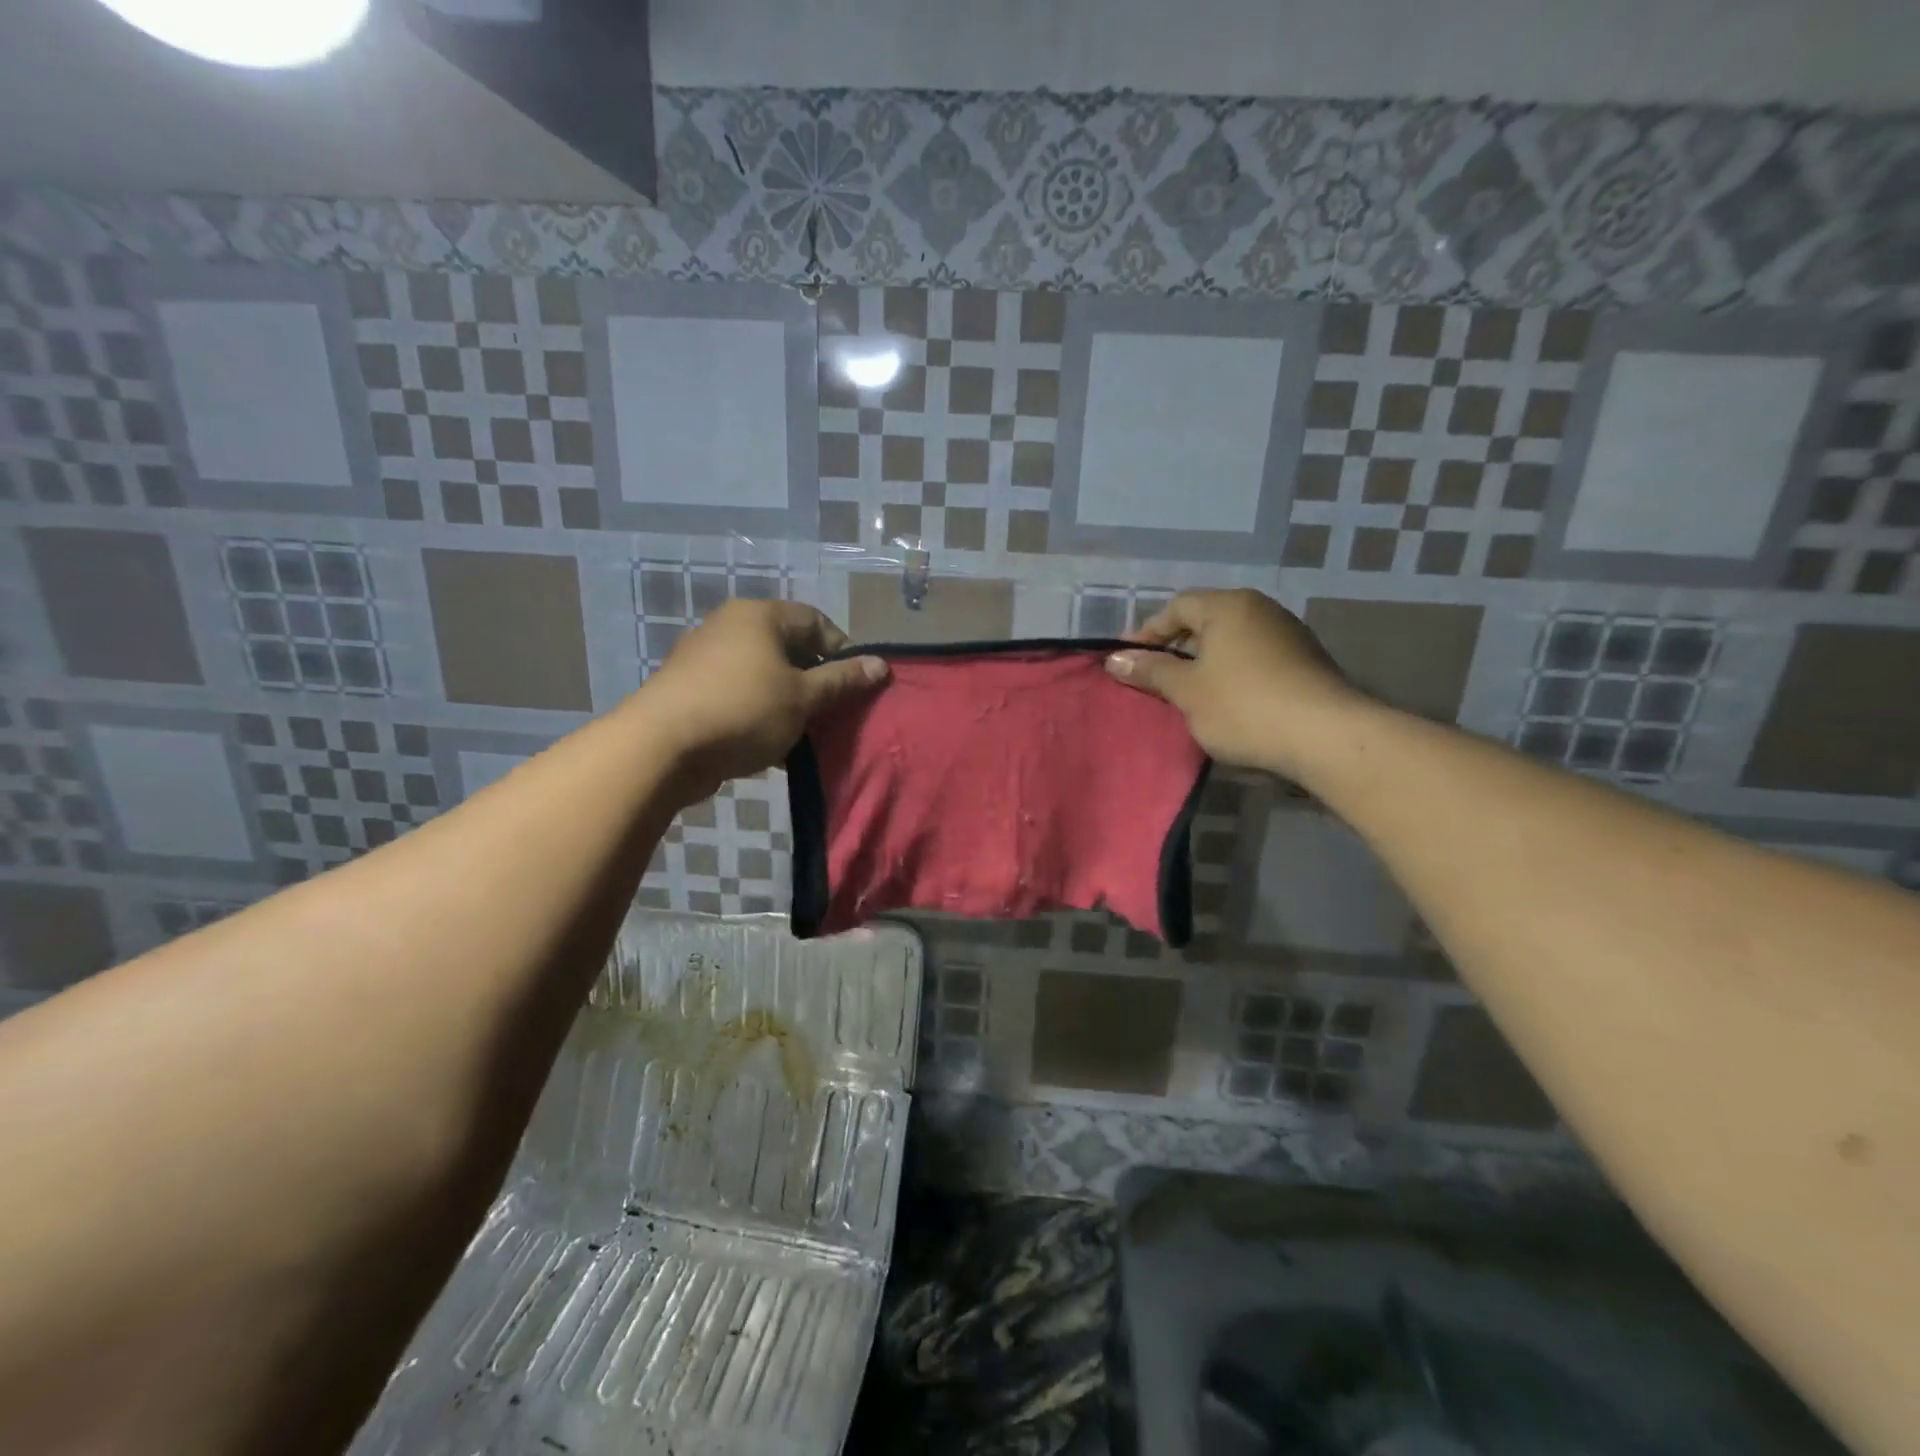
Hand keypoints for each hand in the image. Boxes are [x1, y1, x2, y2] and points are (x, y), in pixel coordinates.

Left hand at [640, 600, 886, 799]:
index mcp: (759, 616)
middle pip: (788, 648)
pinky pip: (738, 695)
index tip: (854, 687)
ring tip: (802, 734)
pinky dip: (758, 713)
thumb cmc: (743, 711)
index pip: (816, 621)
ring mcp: (704, 657)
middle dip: (815, 681)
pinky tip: (768, 745)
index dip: (843, 652)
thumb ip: (843, 680)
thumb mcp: (803, 697)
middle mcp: (729, 626)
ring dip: (787, 702)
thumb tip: (881, 664)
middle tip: (831, 713)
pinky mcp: (689, 689)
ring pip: (763, 675)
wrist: (660, 747)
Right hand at [1105, 589, 1361, 780]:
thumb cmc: (1243, 706)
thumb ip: (1150, 672)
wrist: (1326, 736)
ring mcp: (1288, 634)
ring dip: (1204, 662)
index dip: (1147, 633)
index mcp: (1228, 606)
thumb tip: (1114, 659)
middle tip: (1153, 677)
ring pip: (1231, 641)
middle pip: (1206, 621)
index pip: (1177, 607)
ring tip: (1186, 692)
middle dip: (1176, 648)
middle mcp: (1260, 609)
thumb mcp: (1187, 691)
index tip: (1128, 661)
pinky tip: (1225, 701)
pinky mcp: (1305, 661)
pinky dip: (1231, 672)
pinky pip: (1254, 657)